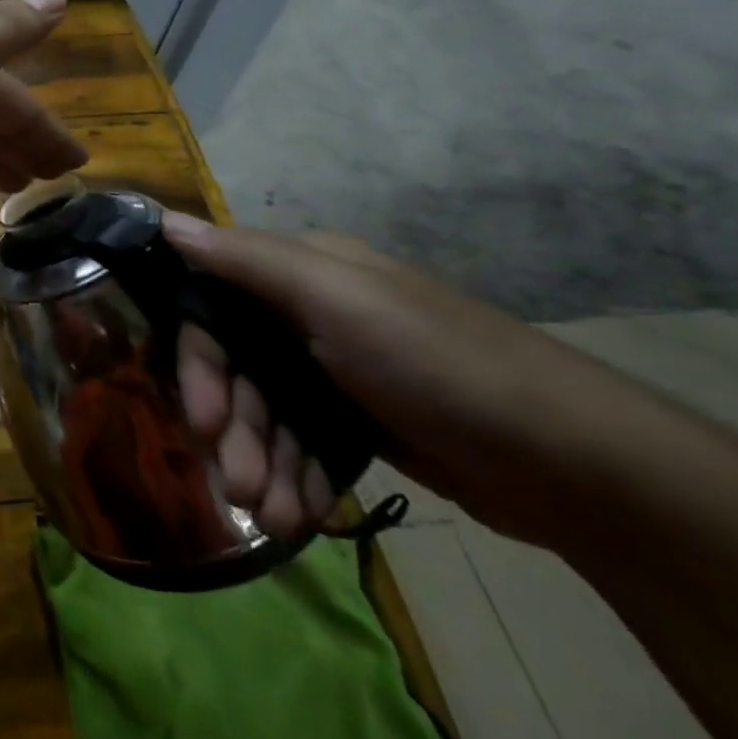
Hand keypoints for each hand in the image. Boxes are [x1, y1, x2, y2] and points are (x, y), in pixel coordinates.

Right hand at [164, 215, 603, 545]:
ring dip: (261, 463)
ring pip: (265, 411)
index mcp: (297, 273)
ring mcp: (330, 369)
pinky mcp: (354, 420)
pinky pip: (299, 441)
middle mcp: (304, 313)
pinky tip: (298, 514)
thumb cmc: (438, 364)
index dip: (199, 363)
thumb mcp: (337, 299)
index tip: (202, 419)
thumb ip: (245, 261)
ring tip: (272, 517)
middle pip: (235, 366)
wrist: (574, 463)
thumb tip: (162, 221)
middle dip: (234, 428)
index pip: (211, 307)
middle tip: (238, 486)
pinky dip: (293, 476)